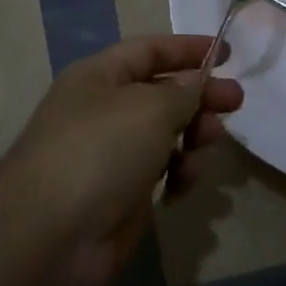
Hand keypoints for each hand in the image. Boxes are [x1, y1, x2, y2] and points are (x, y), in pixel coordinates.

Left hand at [0, 36, 242, 285]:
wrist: (50, 236)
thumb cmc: (99, 152)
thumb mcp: (149, 108)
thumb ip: (182, 92)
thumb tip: (195, 85)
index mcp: (100, 76)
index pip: (149, 50)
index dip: (187, 49)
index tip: (228, 53)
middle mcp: (104, 109)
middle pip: (162, 92)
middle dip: (199, 95)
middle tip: (236, 102)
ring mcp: (112, 153)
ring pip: (166, 133)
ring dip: (193, 135)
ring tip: (208, 144)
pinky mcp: (122, 194)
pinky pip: (162, 171)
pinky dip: (179, 172)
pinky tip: (184, 183)